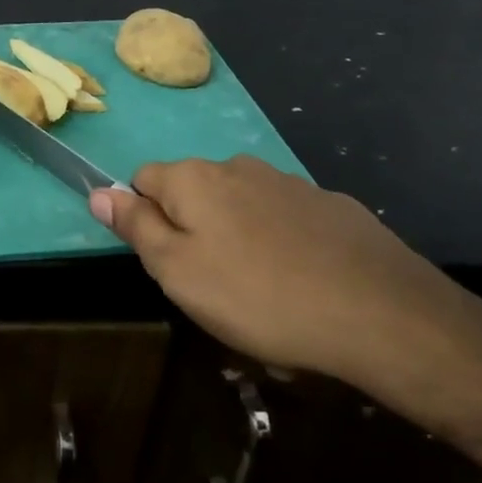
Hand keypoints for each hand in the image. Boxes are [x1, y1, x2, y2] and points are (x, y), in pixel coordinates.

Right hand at [91, 157, 481, 394]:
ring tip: (264, 300)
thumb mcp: (178, 272)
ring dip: (240, 242)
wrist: (383, 315)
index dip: (146, 221)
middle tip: (213, 290)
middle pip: (195, 195)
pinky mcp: (333, 207)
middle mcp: (238, 167)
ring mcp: (290, 183)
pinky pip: (287, 223)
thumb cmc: (259, 297)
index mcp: (194, 179)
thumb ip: (135, 227)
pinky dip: (284, 247)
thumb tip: (98, 191)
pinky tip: (306, 287)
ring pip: (243, 210)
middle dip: (195, 233)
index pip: (143, 180)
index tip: (169, 264)